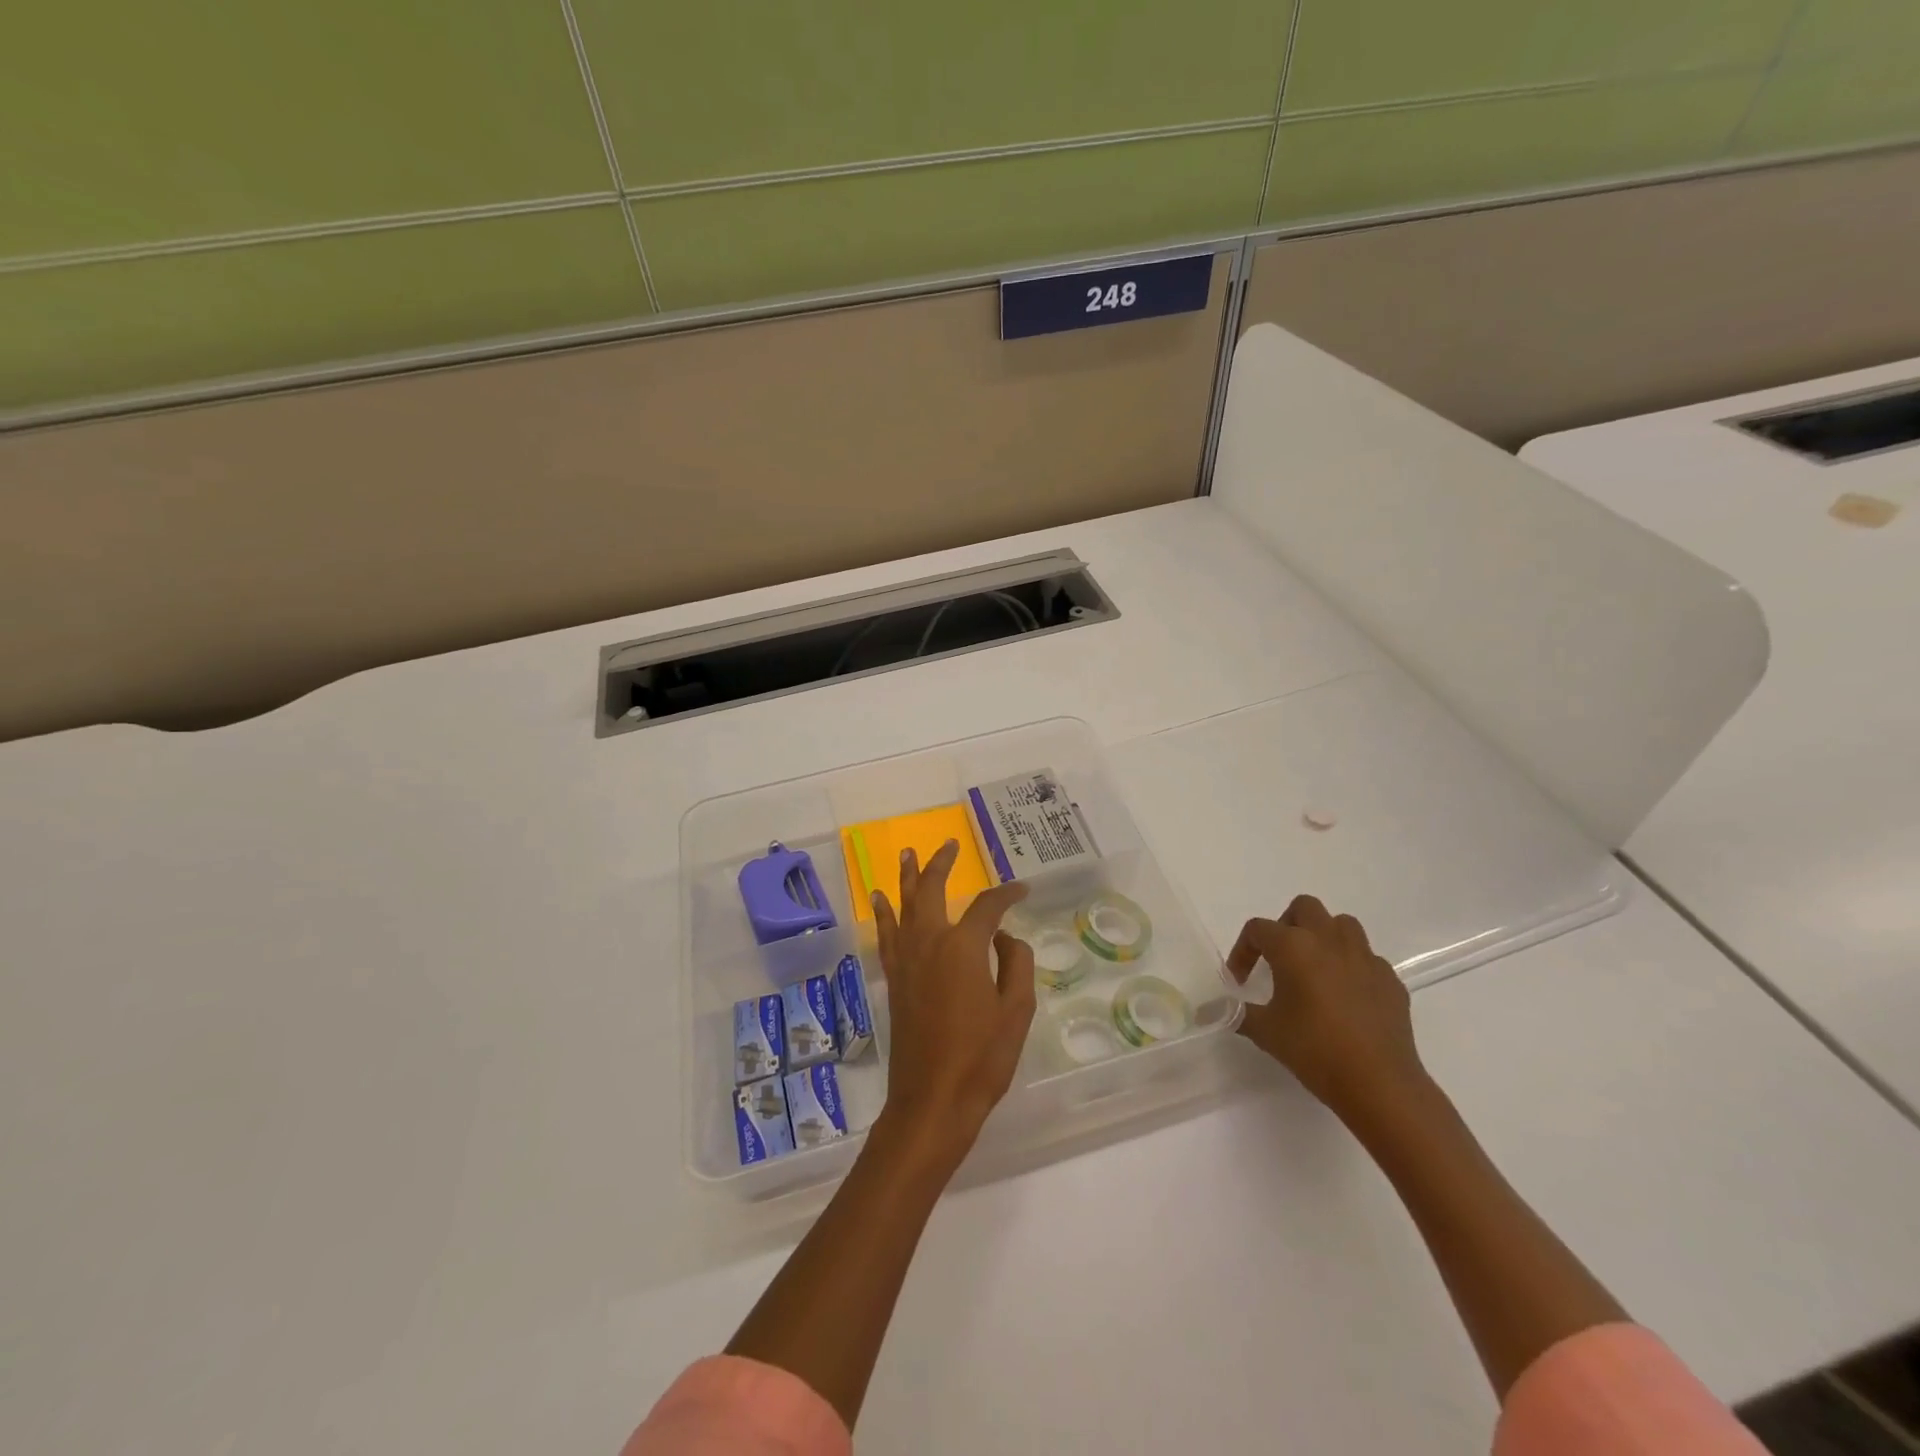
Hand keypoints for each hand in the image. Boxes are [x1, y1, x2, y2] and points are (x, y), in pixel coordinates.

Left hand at [870, 841, 1035, 1167]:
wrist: (932, 1100)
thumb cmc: (982, 1058)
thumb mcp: (1016, 1010)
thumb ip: (1016, 963)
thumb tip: (1006, 937)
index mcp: (963, 947)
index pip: (987, 907)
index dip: (1007, 894)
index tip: (1021, 889)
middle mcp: (929, 943)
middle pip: (933, 891)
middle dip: (941, 864)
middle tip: (948, 845)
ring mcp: (907, 960)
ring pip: (904, 906)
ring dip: (908, 878)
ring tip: (907, 853)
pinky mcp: (894, 979)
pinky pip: (887, 934)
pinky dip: (884, 913)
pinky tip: (881, 899)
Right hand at [1228, 895, 1427, 1127]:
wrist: (1379, 1084)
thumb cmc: (1314, 1050)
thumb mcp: (1265, 1032)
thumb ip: (1238, 1013)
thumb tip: (1217, 1009)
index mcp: (1293, 947)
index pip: (1258, 929)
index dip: (1242, 950)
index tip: (1240, 980)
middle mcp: (1329, 940)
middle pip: (1304, 907)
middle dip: (1287, 925)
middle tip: (1279, 957)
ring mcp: (1364, 957)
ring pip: (1342, 925)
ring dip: (1324, 937)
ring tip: (1314, 968)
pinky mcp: (1389, 979)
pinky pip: (1366, 958)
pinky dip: (1351, 967)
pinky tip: (1345, 997)